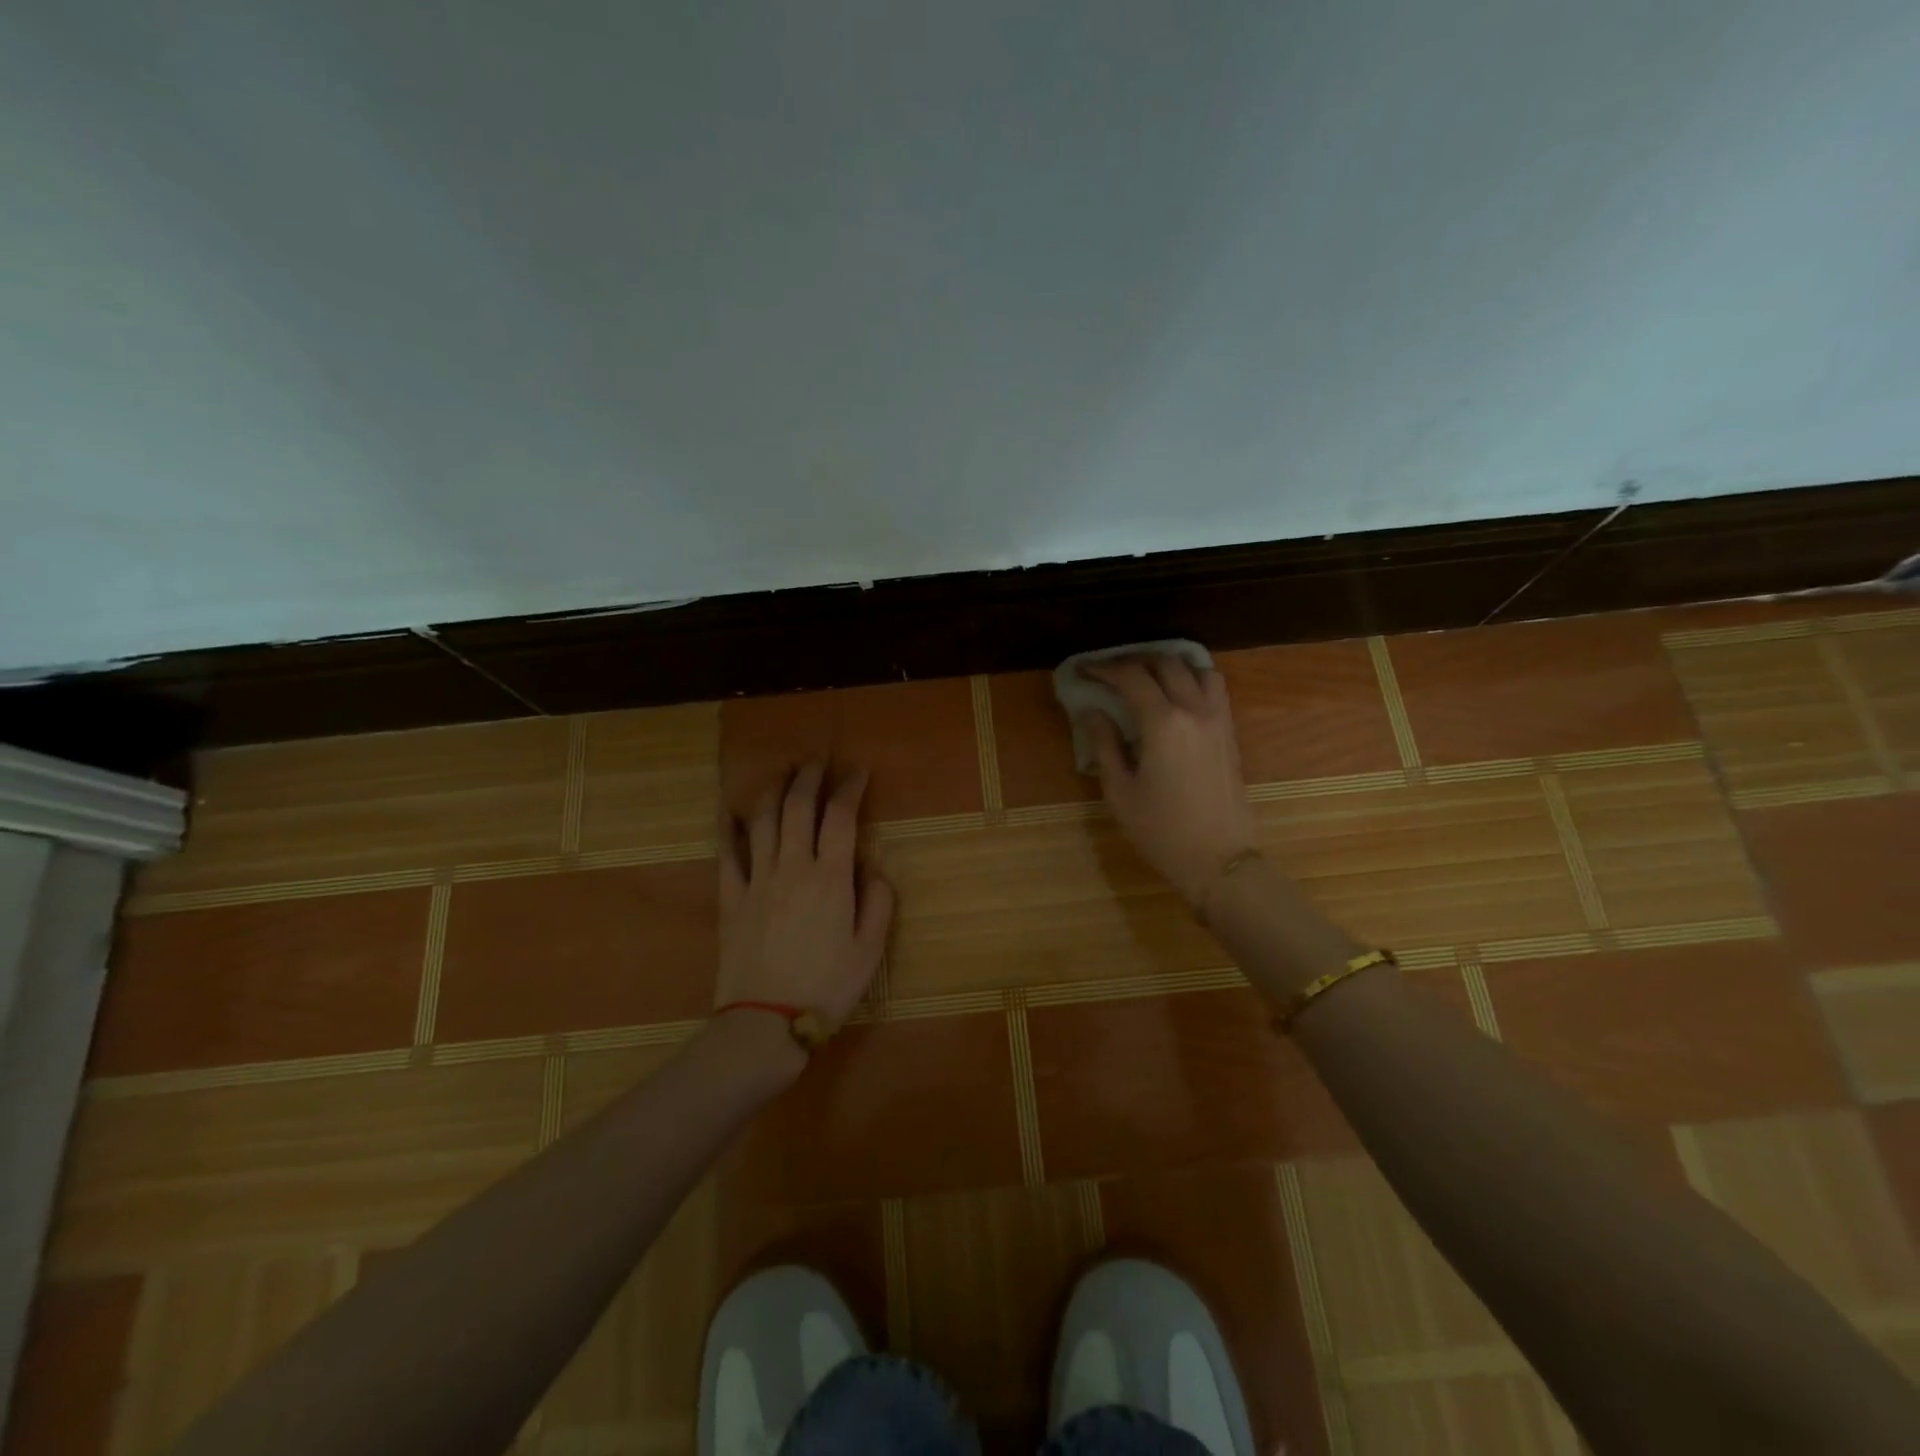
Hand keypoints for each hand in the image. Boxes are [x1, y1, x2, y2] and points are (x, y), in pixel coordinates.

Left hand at [716, 762, 895, 1028]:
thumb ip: (879, 903)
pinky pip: (728, 854)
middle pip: (798, 808)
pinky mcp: (731, 898)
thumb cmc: (827, 987)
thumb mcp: (870, 951)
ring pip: (763, 821)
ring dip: (773, 790)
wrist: (766, 1022)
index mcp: (831, 878)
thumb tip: (875, 870)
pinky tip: (732, 812)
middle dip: (809, 778)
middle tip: (818, 762)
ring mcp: (758, 880)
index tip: (857, 772)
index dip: (850, 788)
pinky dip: (730, 829)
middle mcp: (793, 868)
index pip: (841, 817)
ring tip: (782, 774)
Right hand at [1079, 655, 1257, 911]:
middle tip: (1109, 670)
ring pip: (1197, 668)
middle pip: (1165, 663)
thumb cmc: (1161, 831)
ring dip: (1168, 663)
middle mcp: (1195, 710)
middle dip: (1133, 660)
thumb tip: (1092, 711)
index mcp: (1163, 723)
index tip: (1083, 670)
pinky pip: (1214, 687)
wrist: (1219, 860)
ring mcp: (1218, 719)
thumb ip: (1105, 744)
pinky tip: (1175, 693)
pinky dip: (1192, 677)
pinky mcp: (1230, 732)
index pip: (1131, 677)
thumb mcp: (1120, 791)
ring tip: (1145, 674)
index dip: (1103, 668)